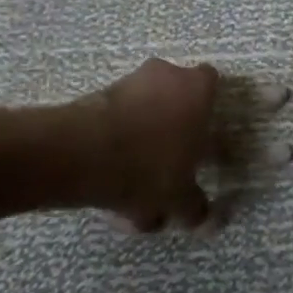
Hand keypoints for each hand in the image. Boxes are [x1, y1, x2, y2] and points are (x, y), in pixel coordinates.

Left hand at [73, 58, 221, 229]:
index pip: (211, 84)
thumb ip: (195, 207)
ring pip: (142, 110)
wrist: (82, 153)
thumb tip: (205, 218)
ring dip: (140, 139)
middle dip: (171, 128)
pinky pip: (115, 119)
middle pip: (174, 97)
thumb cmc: (149, 166)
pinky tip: (109, 183)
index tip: (201, 137)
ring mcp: (129, 81)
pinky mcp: (97, 94)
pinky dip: (115, 144)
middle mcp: (167, 74)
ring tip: (132, 188)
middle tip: (168, 165)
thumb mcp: (179, 198)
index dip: (207, 109)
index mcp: (198, 89)